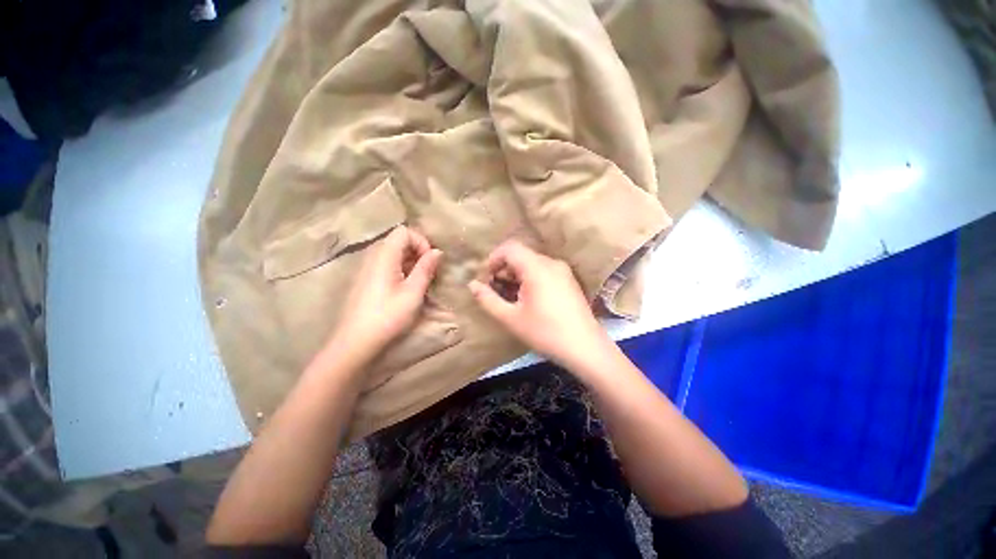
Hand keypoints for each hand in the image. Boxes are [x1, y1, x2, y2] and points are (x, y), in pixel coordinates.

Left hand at [328, 226, 442, 361]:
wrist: (355, 341)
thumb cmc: (388, 316)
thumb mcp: (413, 292)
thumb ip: (425, 269)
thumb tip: (437, 252)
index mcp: (384, 256)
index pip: (404, 231)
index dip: (421, 241)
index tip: (430, 261)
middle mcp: (373, 256)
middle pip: (398, 240)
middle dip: (417, 251)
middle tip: (428, 271)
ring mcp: (367, 268)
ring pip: (392, 253)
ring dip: (410, 261)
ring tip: (419, 281)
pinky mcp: (366, 279)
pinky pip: (385, 264)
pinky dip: (400, 269)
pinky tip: (405, 287)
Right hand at [468, 240, 612, 371]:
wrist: (585, 348)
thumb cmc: (545, 333)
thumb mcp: (511, 318)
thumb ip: (488, 300)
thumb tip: (472, 285)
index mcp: (537, 268)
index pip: (510, 248)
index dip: (493, 259)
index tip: (486, 278)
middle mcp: (551, 263)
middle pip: (521, 255)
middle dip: (503, 269)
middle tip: (495, 290)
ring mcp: (563, 271)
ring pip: (532, 263)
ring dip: (516, 275)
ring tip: (510, 297)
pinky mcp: (569, 280)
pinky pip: (544, 271)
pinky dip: (530, 278)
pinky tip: (528, 299)